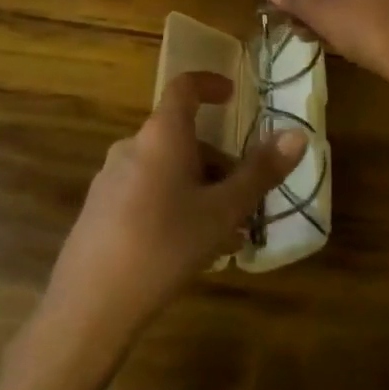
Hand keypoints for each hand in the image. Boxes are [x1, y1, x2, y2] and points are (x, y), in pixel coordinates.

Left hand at [37, 71, 307, 359]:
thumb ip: (260, 172)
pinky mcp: (99, 210)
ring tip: (225, 233)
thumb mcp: (223, 211)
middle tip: (244, 197)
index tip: (233, 95)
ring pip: (166, 170)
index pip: (184, 88)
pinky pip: (147, 192)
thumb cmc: (165, 245)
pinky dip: (174, 205)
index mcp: (162, 135)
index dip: (210, 84)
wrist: (91, 305)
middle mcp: (132, 146)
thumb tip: (297, 135)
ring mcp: (111, 178)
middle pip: (181, 138)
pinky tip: (190, 249)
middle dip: (217, 162)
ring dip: (199, 189)